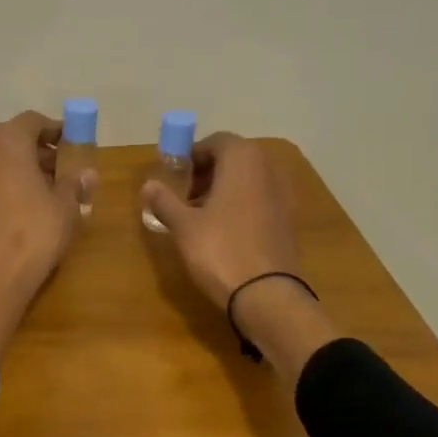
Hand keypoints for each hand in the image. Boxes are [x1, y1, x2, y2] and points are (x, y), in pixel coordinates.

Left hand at [0, 111, 94, 355]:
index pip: (32, 121)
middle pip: (13, 141)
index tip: (74, 144)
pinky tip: (23, 213)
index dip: (55, 130)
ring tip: (49, 194)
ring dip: (22, 171)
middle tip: (65, 171)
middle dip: (40, 153)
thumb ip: (74, 183)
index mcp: (7, 143)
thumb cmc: (33, 233)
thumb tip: (87, 173)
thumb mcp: (64, 207)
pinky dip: (6, 189)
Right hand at [140, 132, 299, 308]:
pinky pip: (261, 199)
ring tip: (202, 216)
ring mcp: (284, 194)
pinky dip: (242, 205)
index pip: (216, 141)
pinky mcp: (289, 219)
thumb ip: (164, 201)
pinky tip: (225, 231)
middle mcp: (268, 168)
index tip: (176, 178)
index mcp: (243, 159)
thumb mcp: (184, 226)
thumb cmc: (221, 250)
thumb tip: (148, 185)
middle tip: (186, 196)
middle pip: (235, 158)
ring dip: (225, 189)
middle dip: (208, 172)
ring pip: (249, 179)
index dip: (193, 156)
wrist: (267, 295)